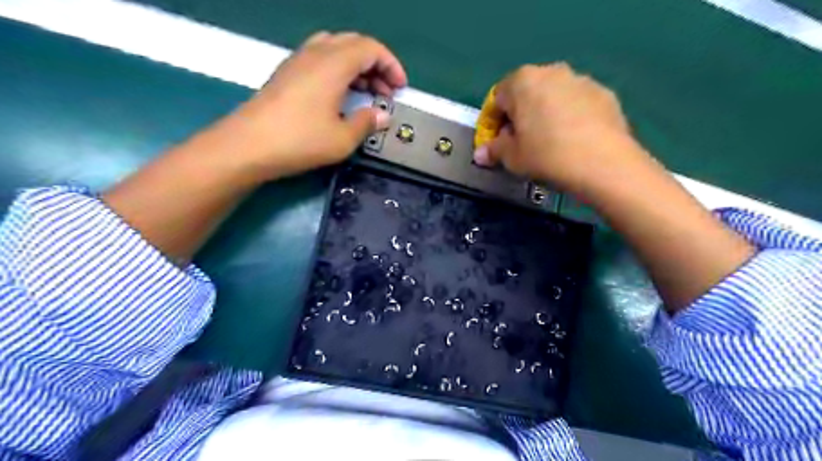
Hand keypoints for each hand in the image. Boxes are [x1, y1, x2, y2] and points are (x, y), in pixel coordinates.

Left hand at [233, 31, 404, 179]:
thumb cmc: (301, 141)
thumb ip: (366, 123)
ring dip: (356, 66)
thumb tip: (382, 116)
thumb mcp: (343, 138)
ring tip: (365, 92)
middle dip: (376, 64)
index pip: (371, 48)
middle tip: (385, 91)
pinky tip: (339, 95)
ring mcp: (297, 61)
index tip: (400, 88)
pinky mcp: (286, 73)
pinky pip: (319, 59)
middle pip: (354, 44)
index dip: (391, 65)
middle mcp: (316, 53)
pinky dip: (337, 70)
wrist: (248, 145)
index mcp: (334, 64)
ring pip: (335, 49)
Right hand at [472, 61, 652, 196]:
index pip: (497, 99)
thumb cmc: (547, 156)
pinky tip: (573, 140)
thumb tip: (481, 154)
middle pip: (525, 93)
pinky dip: (569, 117)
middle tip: (520, 143)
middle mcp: (551, 72)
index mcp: (522, 81)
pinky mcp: (604, 93)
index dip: (492, 123)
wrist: (603, 163)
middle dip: (518, 116)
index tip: (495, 143)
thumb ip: (493, 151)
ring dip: (544, 115)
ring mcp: (581, 80)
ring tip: (548, 143)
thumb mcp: (512, 158)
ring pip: (552, 96)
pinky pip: (576, 103)